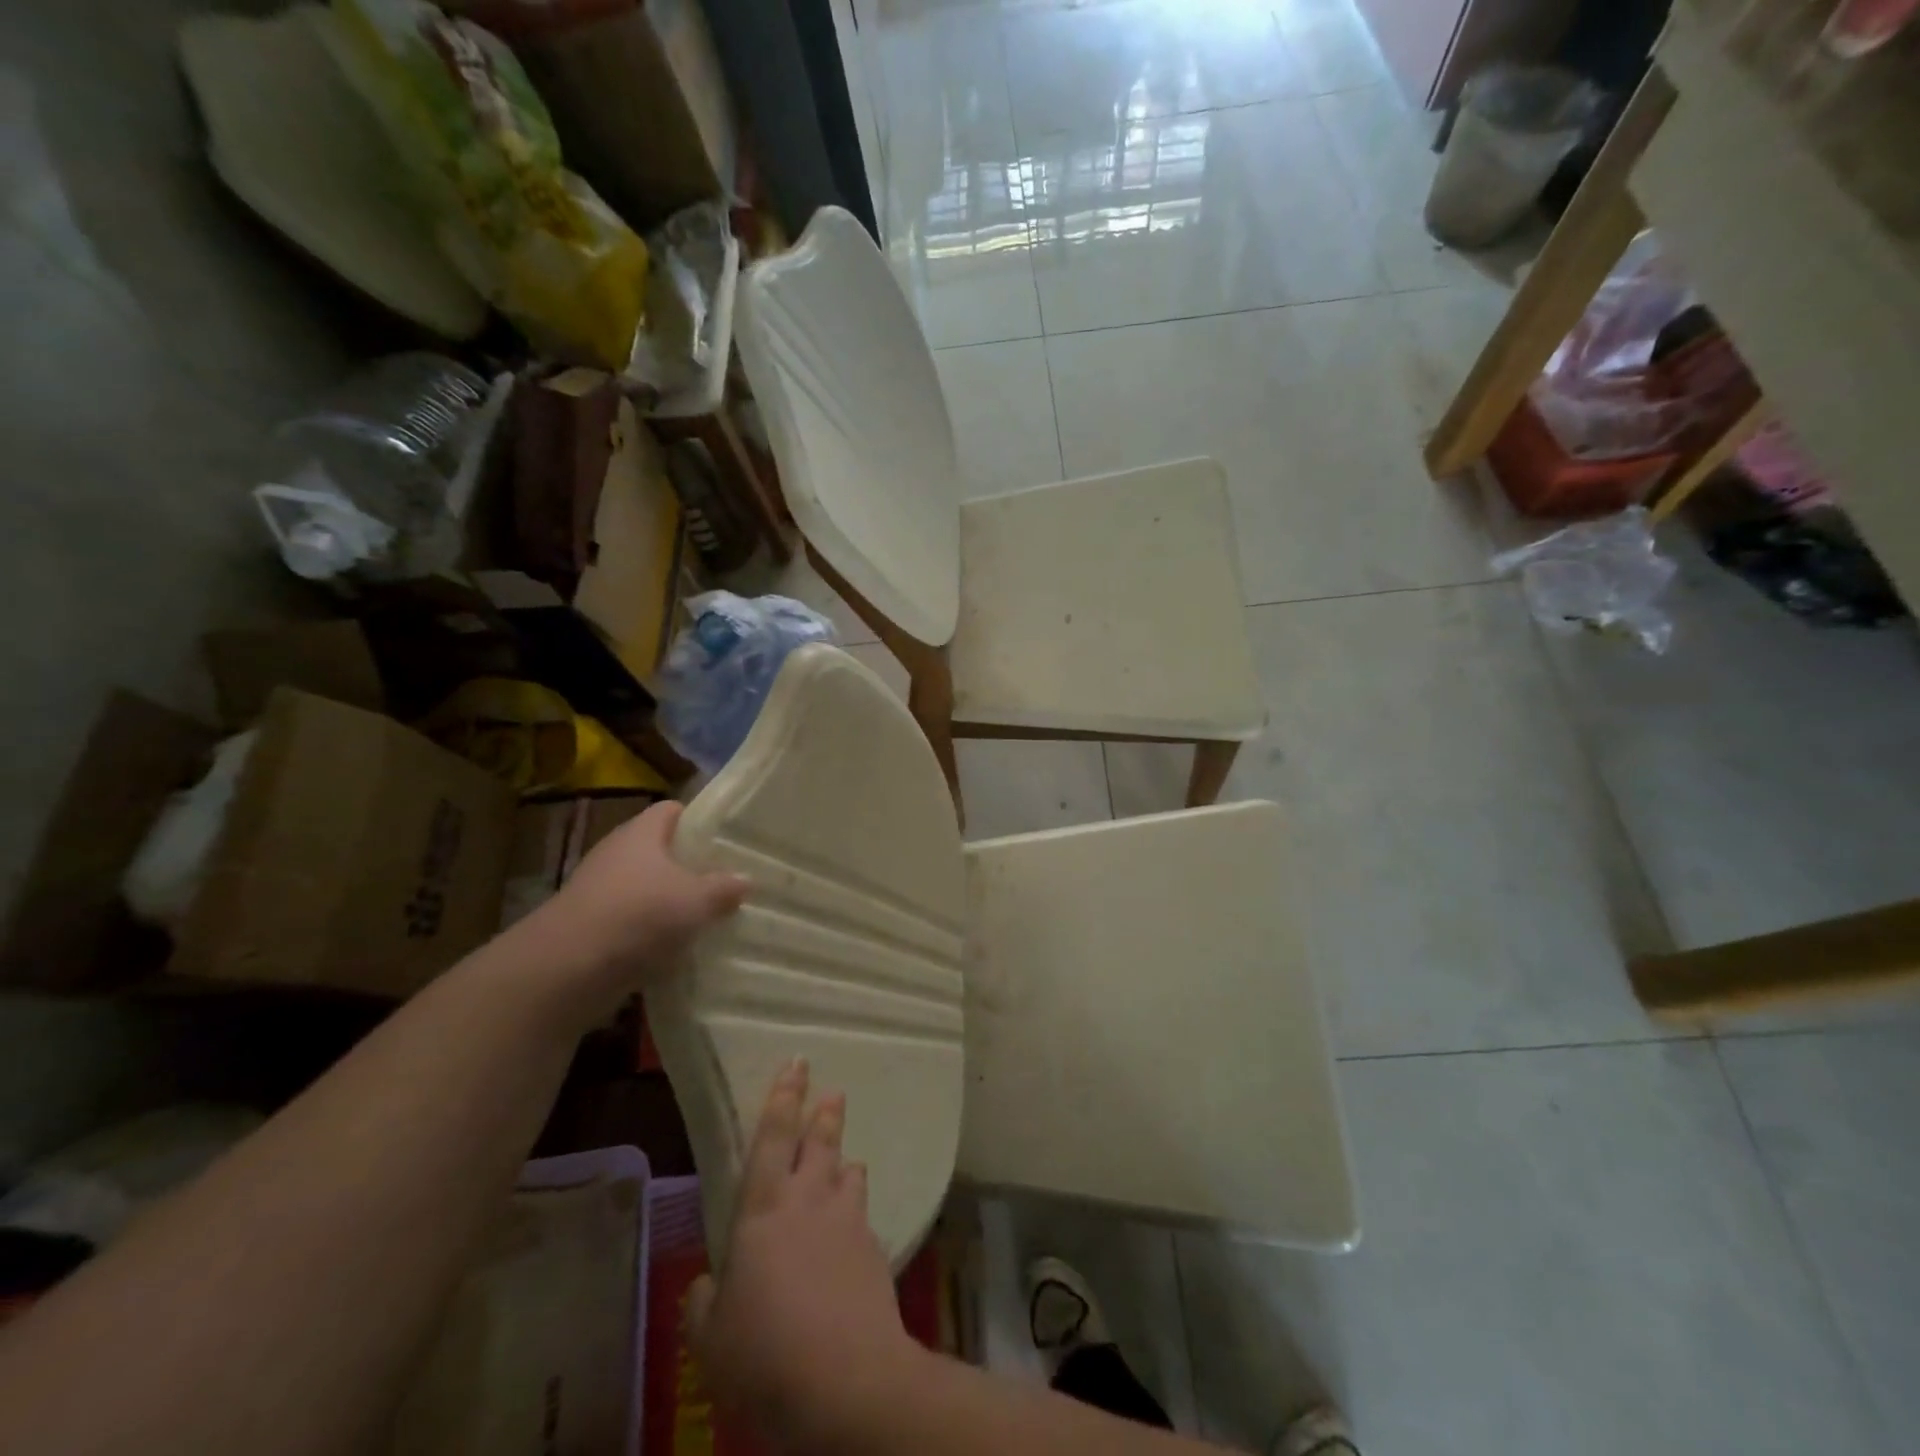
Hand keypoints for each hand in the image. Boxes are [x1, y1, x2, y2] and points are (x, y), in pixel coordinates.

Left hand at [527, 800, 748, 1009]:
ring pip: (646, 889)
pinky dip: (651, 934)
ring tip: (707, 918)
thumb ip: (724, 888)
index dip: (699, 819)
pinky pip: (631, 923)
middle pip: (659, 851)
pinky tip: (676, 951)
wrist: (564, 971)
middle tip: (726, 880)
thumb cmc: (638, 915)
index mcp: (640, 833)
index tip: (727, 837)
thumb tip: (745, 880)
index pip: (671, 810)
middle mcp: (616, 855)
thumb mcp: (696, 900)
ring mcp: (598, 892)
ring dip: (671, 903)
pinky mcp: (589, 928)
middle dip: (690, 866)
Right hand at [689, 1061, 924, 1451]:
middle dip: (825, 1114)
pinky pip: (862, 1218)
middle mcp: (810, 1200)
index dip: (784, 1097)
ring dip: (845, 1162)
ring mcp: (848, 1221)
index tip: (797, 1063)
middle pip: (821, 1141)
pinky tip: (852, 1238)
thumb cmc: (763, 1352)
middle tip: (833, 1091)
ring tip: (845, 1161)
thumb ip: (704, 1303)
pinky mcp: (875, 1250)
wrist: (845, 1380)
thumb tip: (707, 1283)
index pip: (773, 1136)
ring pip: (849, 1173)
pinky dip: (855, 1217)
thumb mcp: (711, 1338)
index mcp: (764, 1208)